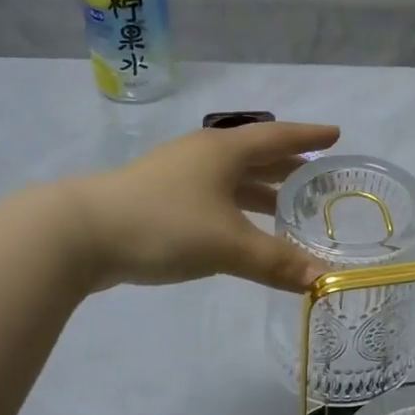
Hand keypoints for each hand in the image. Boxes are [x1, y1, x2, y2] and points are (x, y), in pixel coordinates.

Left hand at [57, 121, 340, 292]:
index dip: (310, 137)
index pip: (279, 138)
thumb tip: (323, 280)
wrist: (77, 234)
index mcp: (224, 151)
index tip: (336, 134)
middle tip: (320, 178)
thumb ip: (277, 262)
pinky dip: (238, 207)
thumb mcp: (227, 244)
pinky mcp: (159, 199)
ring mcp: (178, 176)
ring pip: (233, 178)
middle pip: (257, 156)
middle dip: (290, 166)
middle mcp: (204, 155)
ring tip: (290, 207)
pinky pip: (214, 196)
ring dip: (263, 190)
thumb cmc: (163, 224)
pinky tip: (242, 229)